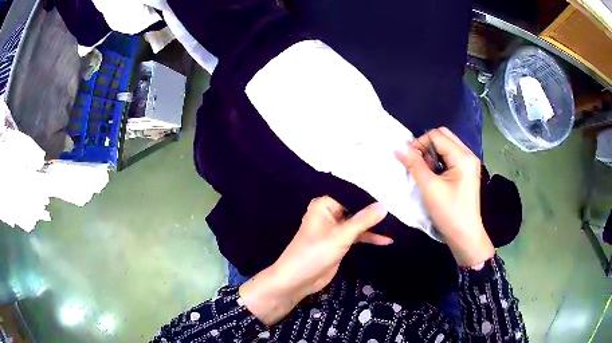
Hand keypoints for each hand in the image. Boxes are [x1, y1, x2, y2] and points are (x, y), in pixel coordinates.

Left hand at [239, 196, 388, 324]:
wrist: (297, 280)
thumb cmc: (314, 253)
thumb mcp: (341, 236)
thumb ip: (363, 220)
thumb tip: (384, 205)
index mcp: (324, 205)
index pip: (352, 195)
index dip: (371, 196)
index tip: (392, 194)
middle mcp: (329, 213)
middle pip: (356, 209)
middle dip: (375, 212)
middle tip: (399, 208)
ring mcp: (335, 229)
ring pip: (358, 223)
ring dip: (374, 226)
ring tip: (396, 225)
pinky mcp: (339, 243)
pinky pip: (357, 236)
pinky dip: (369, 238)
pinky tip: (386, 240)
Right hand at [395, 127, 493, 266]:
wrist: (465, 237)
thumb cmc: (449, 213)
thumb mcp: (430, 188)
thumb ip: (414, 164)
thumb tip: (398, 147)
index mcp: (463, 156)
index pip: (437, 135)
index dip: (419, 143)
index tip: (408, 160)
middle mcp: (468, 155)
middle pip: (443, 137)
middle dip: (426, 146)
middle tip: (416, 163)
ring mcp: (468, 164)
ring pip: (446, 147)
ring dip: (431, 155)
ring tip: (424, 172)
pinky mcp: (465, 173)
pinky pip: (449, 158)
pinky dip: (438, 162)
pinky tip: (432, 176)